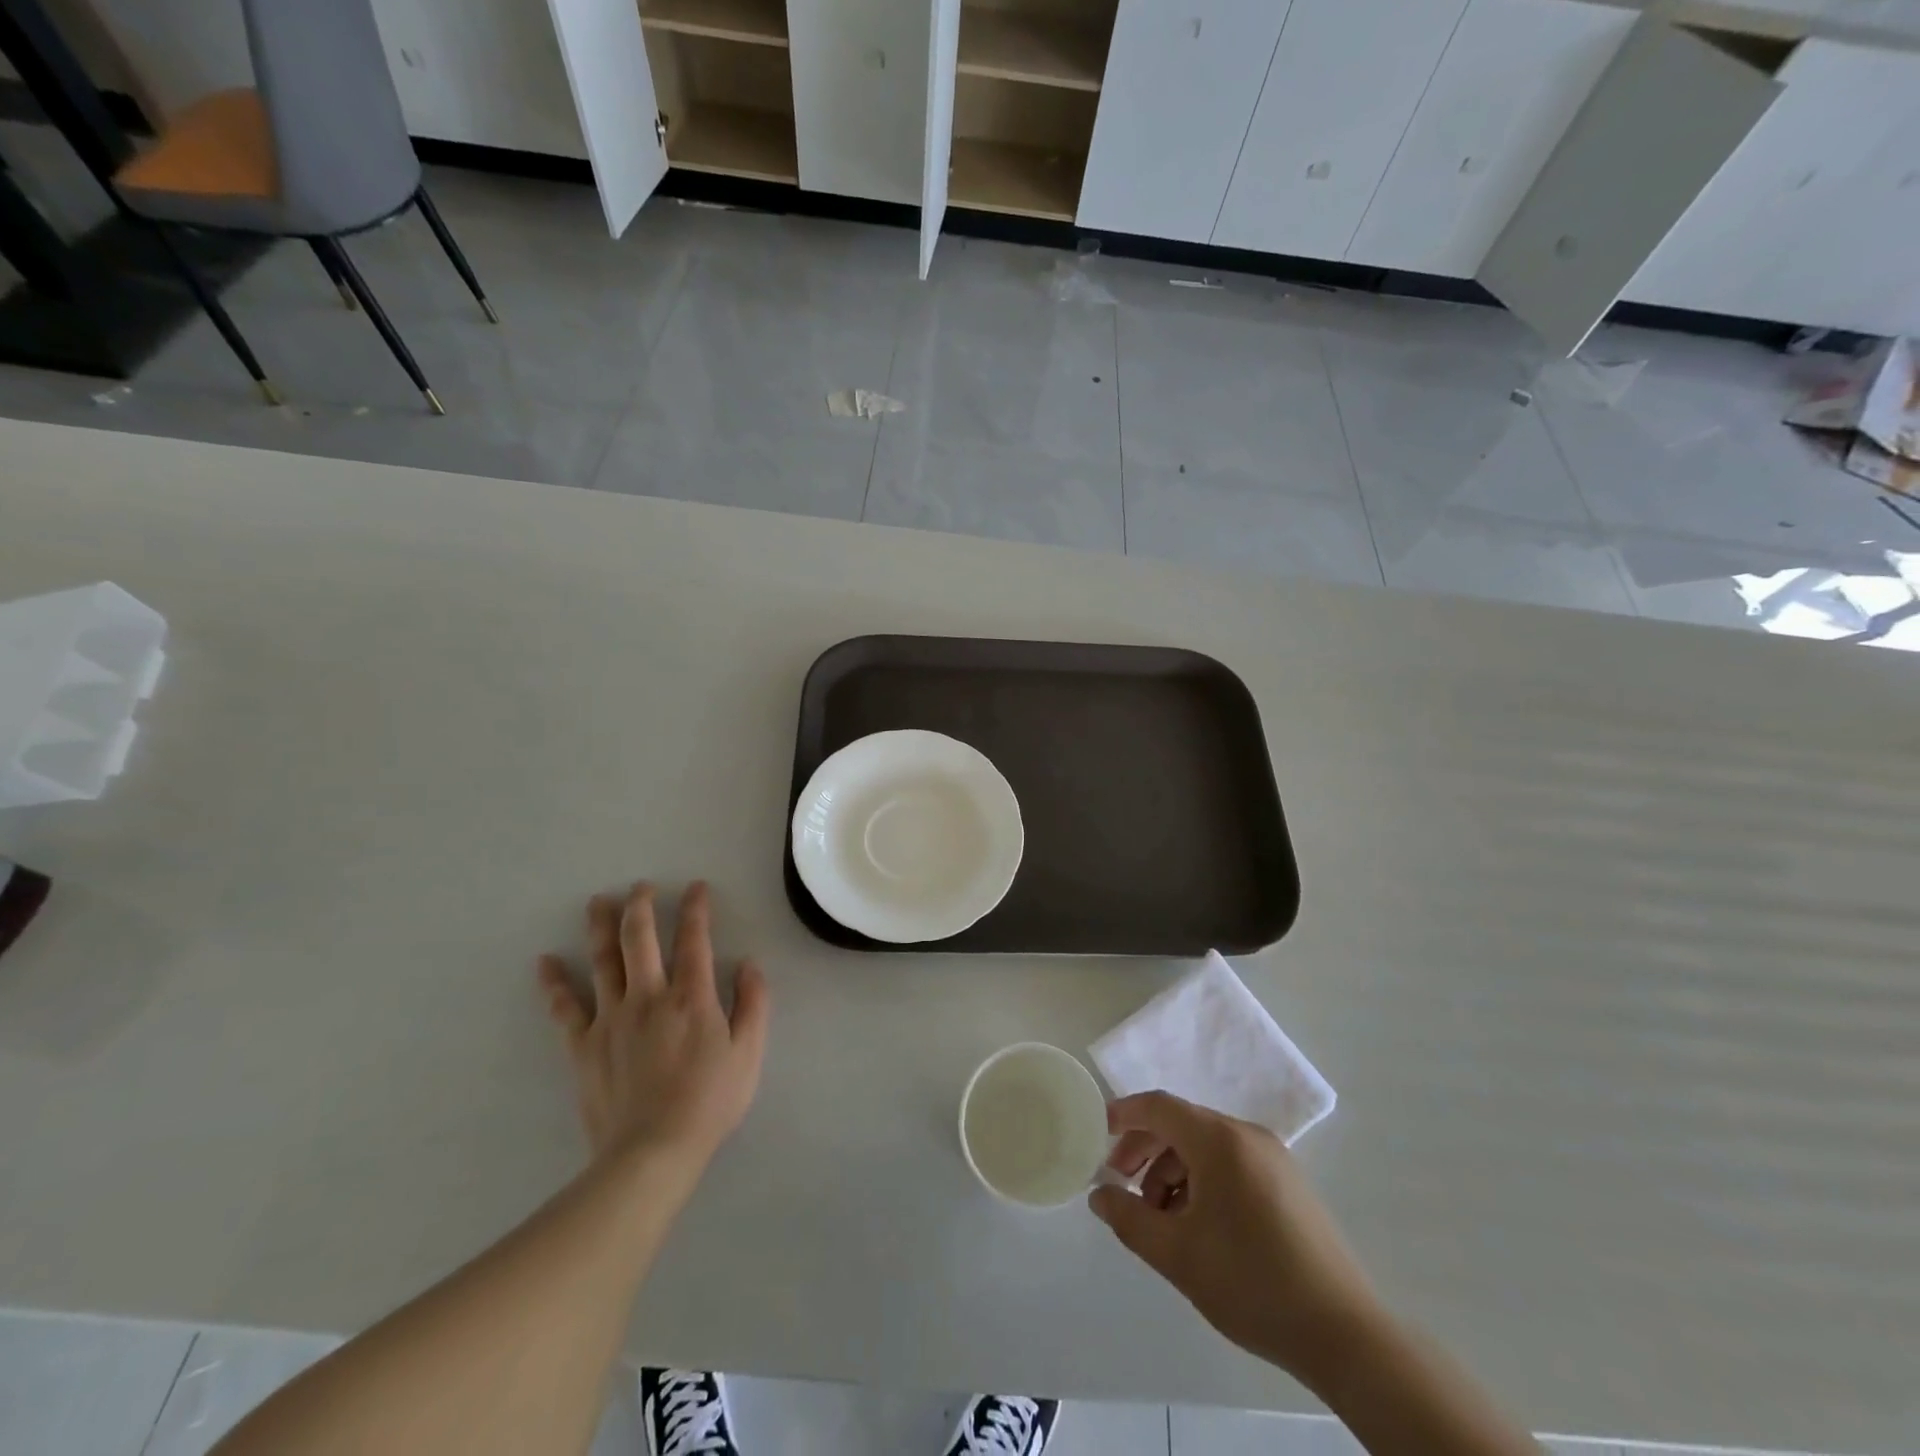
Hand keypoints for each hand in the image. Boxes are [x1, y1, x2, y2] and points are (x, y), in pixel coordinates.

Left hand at [538, 881, 769, 1168]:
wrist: (652, 1152)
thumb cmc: (709, 1102)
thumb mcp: (749, 1053)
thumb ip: (753, 1004)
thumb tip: (748, 965)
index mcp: (692, 997)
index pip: (695, 939)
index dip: (696, 909)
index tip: (696, 887)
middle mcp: (649, 996)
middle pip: (639, 939)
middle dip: (641, 906)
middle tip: (640, 886)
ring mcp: (611, 1019)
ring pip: (603, 961)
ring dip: (600, 927)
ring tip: (597, 901)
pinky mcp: (583, 1046)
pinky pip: (565, 1008)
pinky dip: (554, 983)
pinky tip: (544, 961)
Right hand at [1089, 1092, 1380, 1385]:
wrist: (1344, 1335)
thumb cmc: (1252, 1283)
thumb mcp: (1177, 1255)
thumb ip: (1129, 1218)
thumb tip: (1099, 1195)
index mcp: (1220, 1140)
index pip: (1159, 1106)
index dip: (1124, 1114)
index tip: (1097, 1133)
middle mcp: (1247, 1135)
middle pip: (1182, 1124)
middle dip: (1146, 1149)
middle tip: (1123, 1184)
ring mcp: (1273, 1158)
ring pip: (1206, 1146)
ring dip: (1173, 1170)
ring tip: (1161, 1217)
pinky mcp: (1289, 1183)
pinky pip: (1231, 1163)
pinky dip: (1203, 1180)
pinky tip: (1197, 1223)